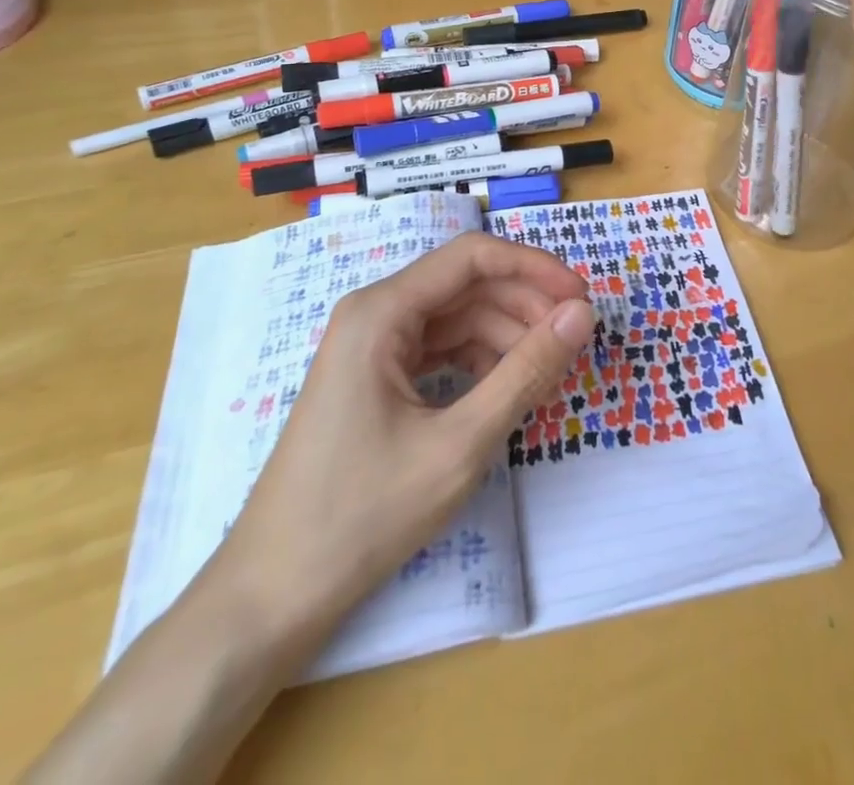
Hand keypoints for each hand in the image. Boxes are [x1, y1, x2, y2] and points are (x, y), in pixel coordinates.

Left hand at [212, 232, 595, 648]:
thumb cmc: (362, 515)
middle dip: (524, 306)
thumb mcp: (459, 444)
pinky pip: (439, 350)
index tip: (582, 300)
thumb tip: (582, 314)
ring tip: (547, 372)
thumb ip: (526, 372)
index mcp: (382, 310)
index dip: (534, 268)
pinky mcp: (374, 378)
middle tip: (574, 342)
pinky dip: (479, 362)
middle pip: (466, 286)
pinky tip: (507, 388)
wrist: (271, 597)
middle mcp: (374, 313)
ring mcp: (371, 346)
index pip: (473, 257)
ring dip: (506, 336)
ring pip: (456, 318)